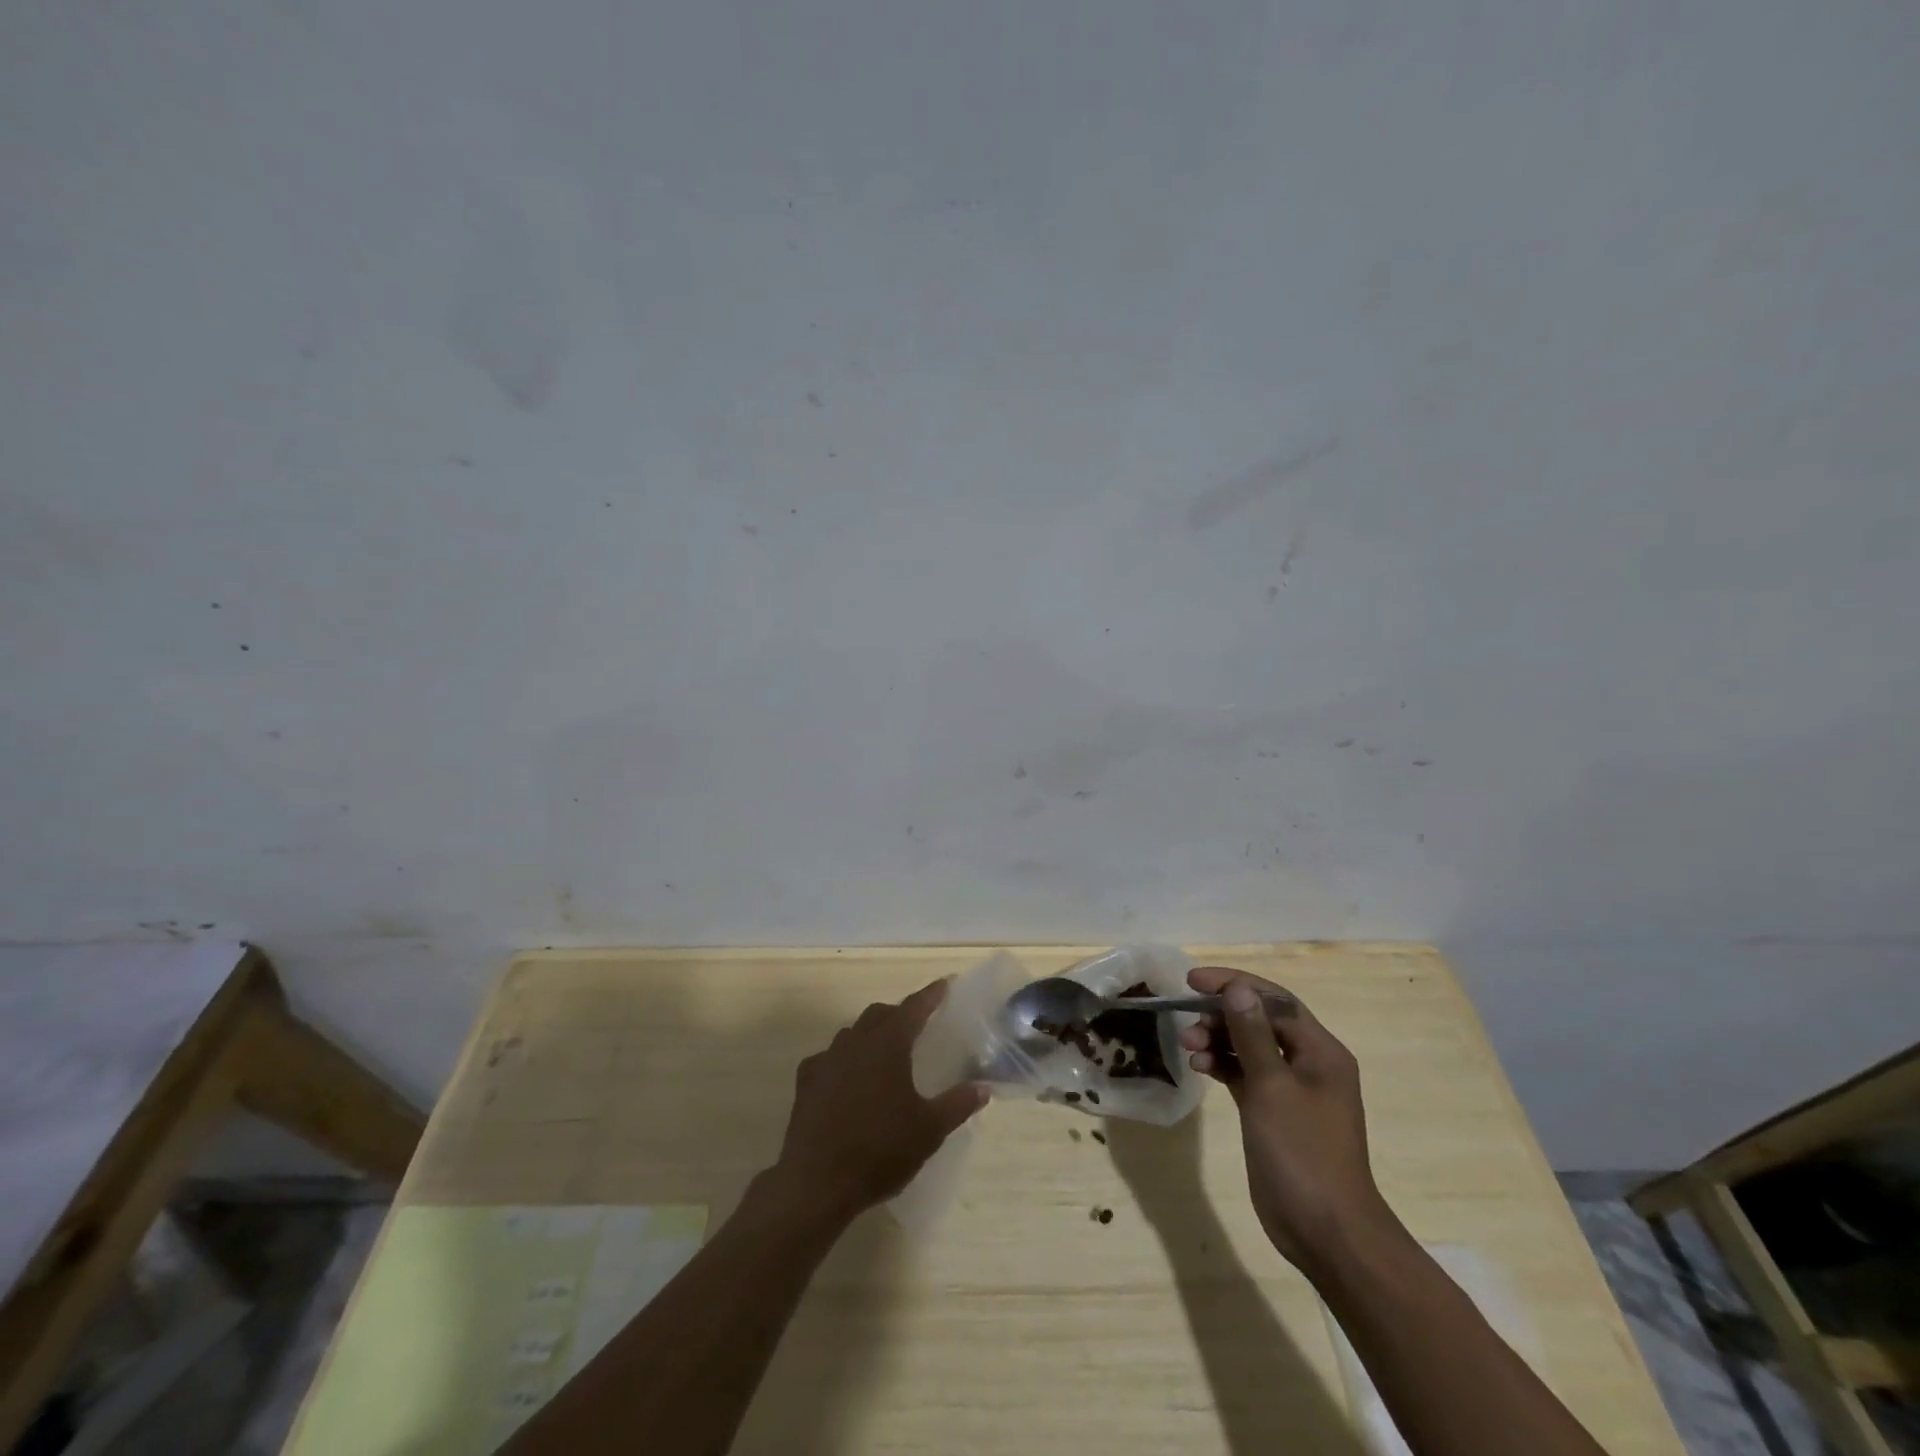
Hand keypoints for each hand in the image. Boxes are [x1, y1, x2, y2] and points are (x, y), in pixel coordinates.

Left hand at [770, 979, 987, 1222]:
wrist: (817, 1183)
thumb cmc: (880, 1150)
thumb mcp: (929, 1130)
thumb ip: (957, 1104)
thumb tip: (982, 1087)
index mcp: (888, 1045)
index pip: (913, 1008)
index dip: (931, 995)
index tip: (944, 984)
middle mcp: (855, 1042)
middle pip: (880, 1014)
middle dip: (899, 1014)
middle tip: (917, 1025)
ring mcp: (827, 1060)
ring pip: (852, 1033)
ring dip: (870, 1034)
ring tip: (884, 1053)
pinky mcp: (807, 1083)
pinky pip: (829, 1058)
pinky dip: (844, 1060)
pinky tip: (848, 1079)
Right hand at [1178, 966, 1399, 1271]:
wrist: (1327, 1233)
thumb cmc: (1303, 1153)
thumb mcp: (1273, 1087)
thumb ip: (1251, 1035)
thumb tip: (1237, 988)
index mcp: (1320, 1051)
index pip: (1274, 1001)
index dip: (1234, 984)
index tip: (1192, 981)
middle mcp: (1309, 1063)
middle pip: (1259, 1021)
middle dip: (1221, 1015)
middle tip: (1187, 1023)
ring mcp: (1291, 1090)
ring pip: (1248, 1047)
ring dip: (1217, 1040)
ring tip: (1188, 1048)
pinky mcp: (1274, 1112)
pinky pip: (1245, 1074)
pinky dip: (1222, 1066)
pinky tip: (1200, 1067)